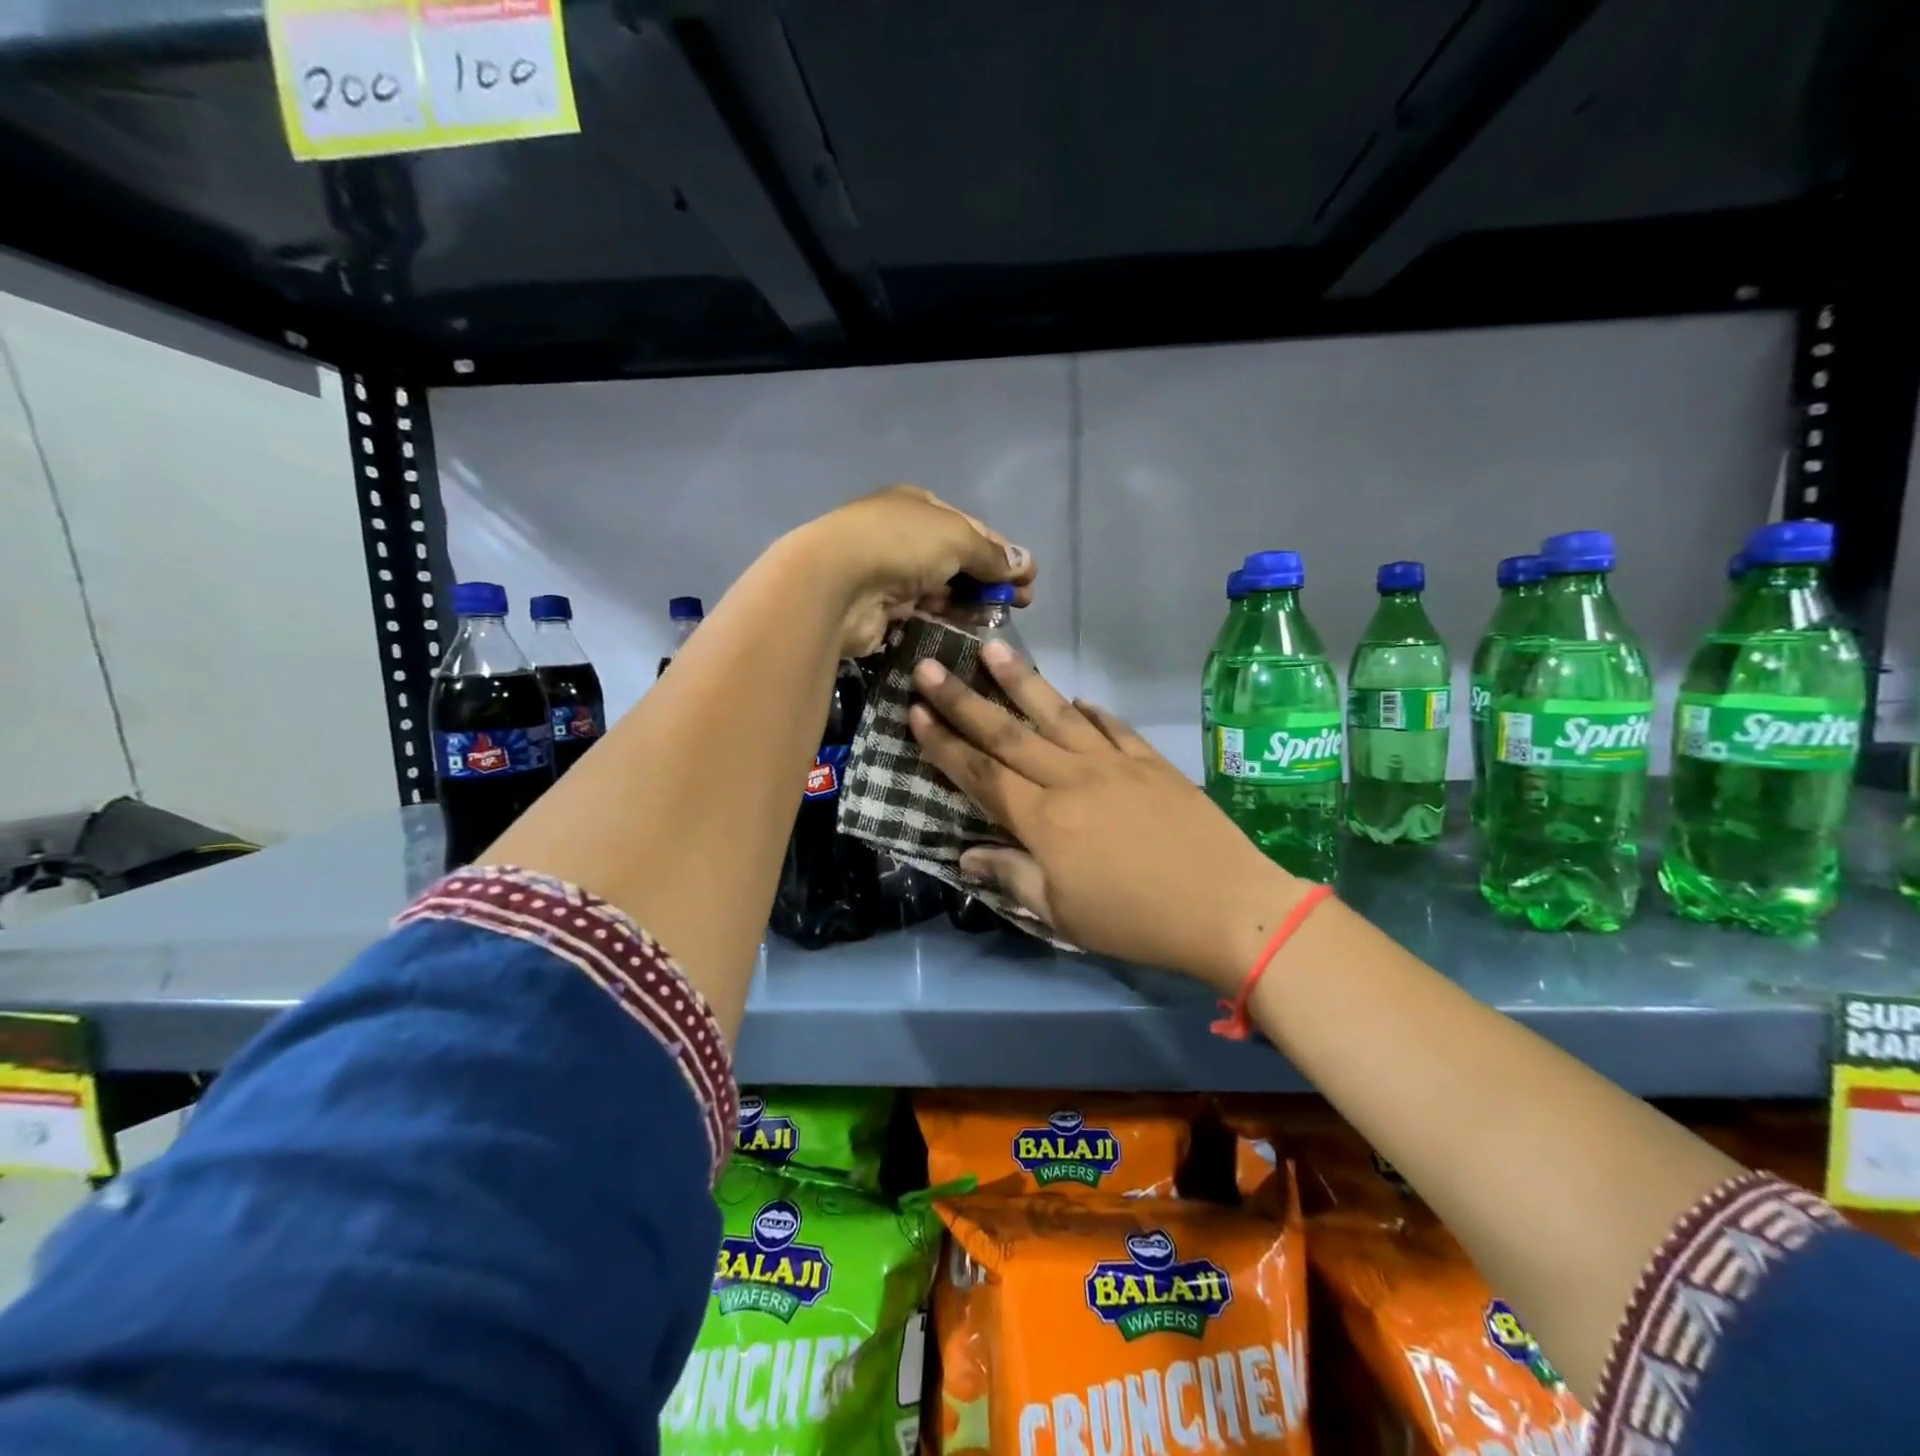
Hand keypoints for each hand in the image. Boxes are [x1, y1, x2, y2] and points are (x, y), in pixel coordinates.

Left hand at [788, 485, 1035, 657]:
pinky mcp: (884, 609)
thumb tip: (1025, 564)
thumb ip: (992, 554)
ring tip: (1000, 619)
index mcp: (920, 506)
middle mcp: (906, 536)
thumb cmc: (901, 544)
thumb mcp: (957, 538)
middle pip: (959, 559)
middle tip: (1021, 604)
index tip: (1030, 578)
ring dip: (972, 602)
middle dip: (991, 580)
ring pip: (943, 588)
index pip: (972, 528)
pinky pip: (925, 613)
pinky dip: (948, 618)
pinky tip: (969, 629)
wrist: (837, 582)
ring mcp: (893, 573)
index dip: (1004, 552)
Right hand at [906, 642, 1312, 992]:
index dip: (944, 744)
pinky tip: (1078, 699)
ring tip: (992, 649)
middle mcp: (1071, 779)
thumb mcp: (1063, 914)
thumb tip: (966, 856)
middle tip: (930, 666)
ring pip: (1056, 715)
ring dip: (1020, 681)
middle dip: (962, 700)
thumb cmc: (1135, 920)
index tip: (915, 711)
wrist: (1227, 905)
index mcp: (1043, 819)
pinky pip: (1112, 727)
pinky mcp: (1151, 762)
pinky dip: (1091, 711)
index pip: (980, 774)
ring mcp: (1114, 764)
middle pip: (1007, 734)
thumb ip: (1012, 877)